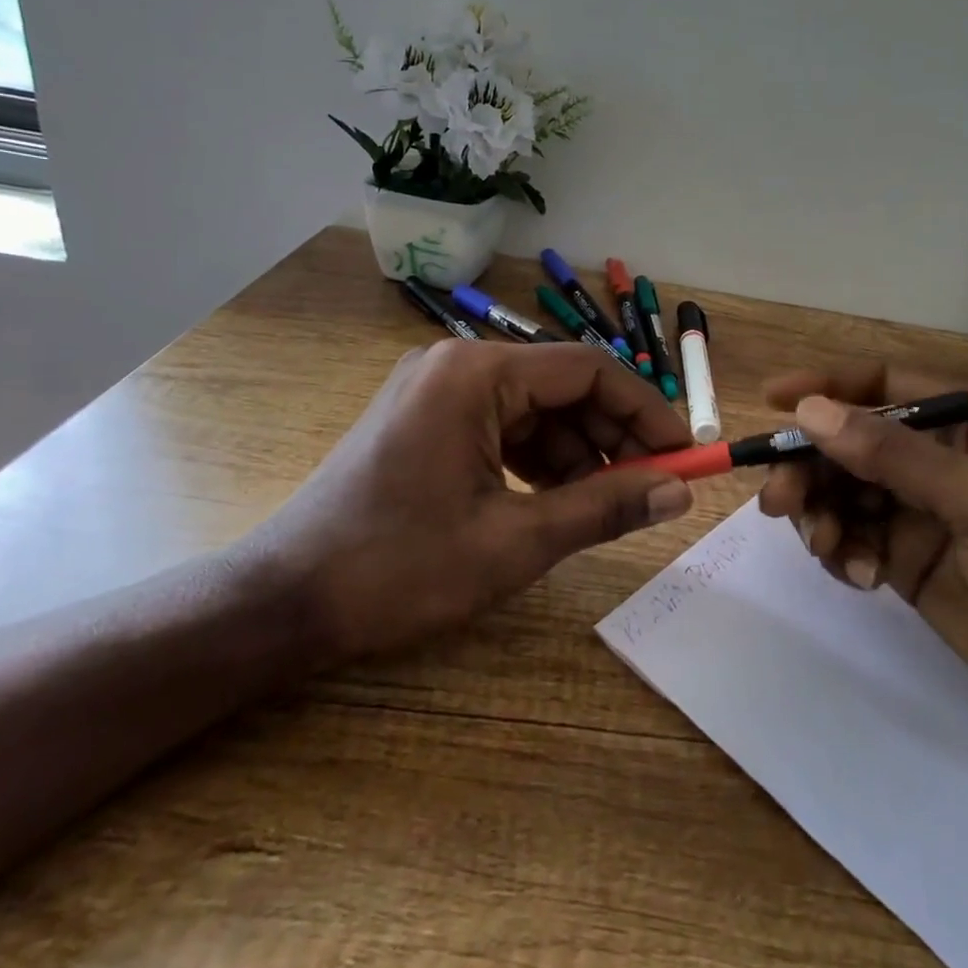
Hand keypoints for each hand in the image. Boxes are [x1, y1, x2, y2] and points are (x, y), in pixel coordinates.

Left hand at [249, 340, 693, 661]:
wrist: (283, 602)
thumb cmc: (398, 568)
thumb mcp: (515, 542)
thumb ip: (605, 508)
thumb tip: (679, 493)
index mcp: (476, 373)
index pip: (589, 369)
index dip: (646, 410)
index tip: (684, 454)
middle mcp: (457, 365)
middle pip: (563, 386)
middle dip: (612, 435)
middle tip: (652, 487)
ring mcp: (437, 390)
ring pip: (536, 410)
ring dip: (578, 453)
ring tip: (606, 504)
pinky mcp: (427, 419)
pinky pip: (503, 427)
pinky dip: (539, 461)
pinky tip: (557, 501)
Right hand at [756, 361, 967, 744]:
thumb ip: (892, 455)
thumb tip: (809, 412)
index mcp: (963, 426)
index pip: (882, 385)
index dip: (826, 387)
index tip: (773, 400)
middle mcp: (932, 459)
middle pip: (846, 443)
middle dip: (809, 467)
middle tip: (779, 501)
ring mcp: (913, 510)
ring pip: (838, 491)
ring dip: (818, 514)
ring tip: (824, 546)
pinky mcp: (901, 557)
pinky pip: (847, 537)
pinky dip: (839, 552)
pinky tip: (861, 577)